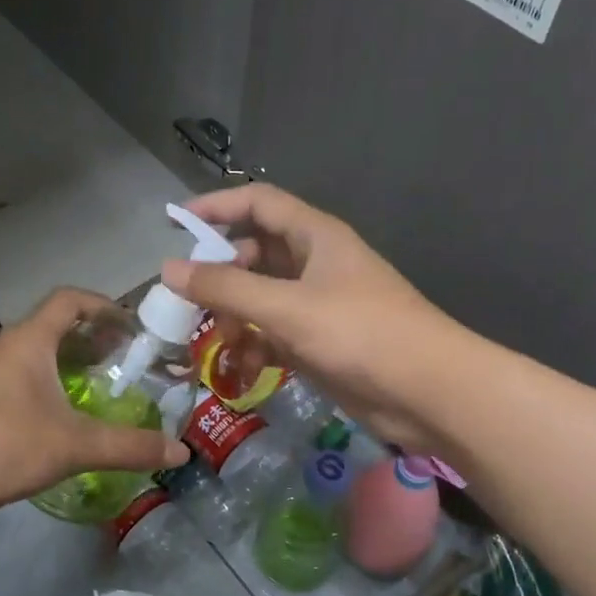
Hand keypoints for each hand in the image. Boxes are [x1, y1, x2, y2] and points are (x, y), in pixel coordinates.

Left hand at [0, 288, 187, 527]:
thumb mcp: (73, 444)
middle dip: (90, 340)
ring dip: (64, 367)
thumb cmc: (1, 442)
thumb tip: (181, 450)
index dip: (103, 305)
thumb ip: (128, 446)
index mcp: (28, 340)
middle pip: (52, 328)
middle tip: (122, 362)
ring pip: (32, 359)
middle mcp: (3, 349)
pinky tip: (57, 423)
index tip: (132, 325)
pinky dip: (43, 391)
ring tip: (94, 392)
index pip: (69, 300)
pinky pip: (15, 385)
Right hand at [162, 185, 463, 452]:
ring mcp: (320, 303)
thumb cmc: (359, 334)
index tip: (175, 223)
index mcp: (314, 235)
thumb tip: (167, 269)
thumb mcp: (285, 307)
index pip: (258, 202)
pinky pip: (275, 331)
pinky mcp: (322, 340)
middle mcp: (316, 262)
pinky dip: (256, 344)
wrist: (428, 392)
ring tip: (218, 342)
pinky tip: (244, 367)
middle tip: (190, 298)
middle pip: (255, 252)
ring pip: (262, 296)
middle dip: (221, 274)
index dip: (217, 206)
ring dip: (235, 315)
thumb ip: (225, 287)